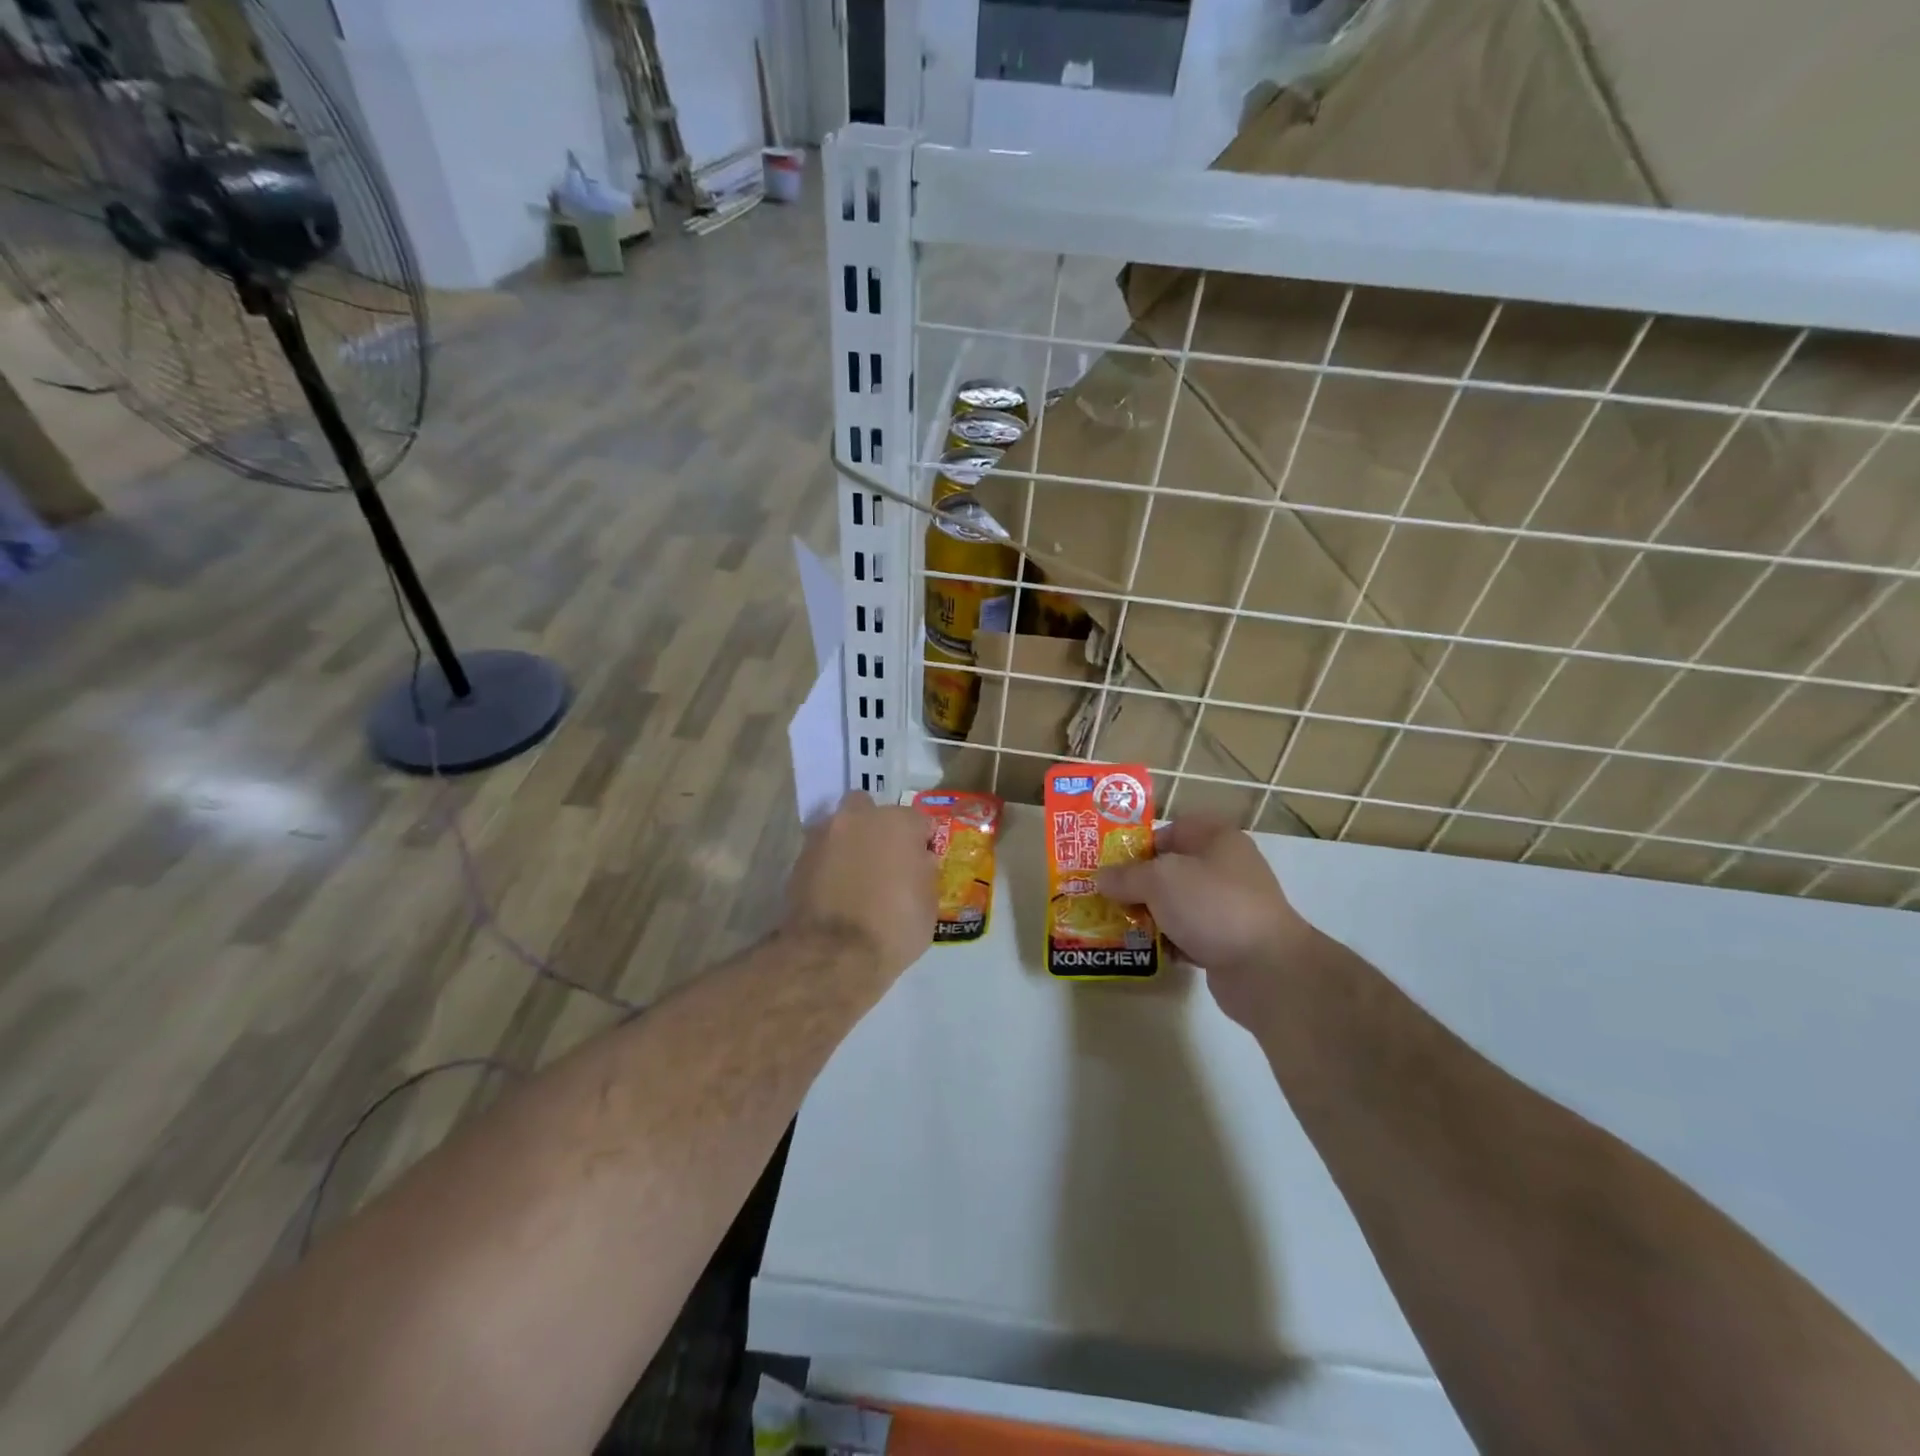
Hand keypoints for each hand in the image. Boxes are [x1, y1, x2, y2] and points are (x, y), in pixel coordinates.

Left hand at [784, 792, 937, 984]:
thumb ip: (923, 872)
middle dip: (877, 827)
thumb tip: (916, 862)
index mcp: (897, 823)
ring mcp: (824, 836)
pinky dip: (829, 864)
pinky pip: (822, 852)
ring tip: (856, 876)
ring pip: (841, 828)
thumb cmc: (894, 928)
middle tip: (884, 859)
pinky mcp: (799, 859)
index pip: (918, 821)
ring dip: (850, 843)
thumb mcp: (928, 904)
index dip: (922, 842)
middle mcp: (859, 818)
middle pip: (871, 810)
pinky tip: (836, 889)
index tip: (922, 863)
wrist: (833, 954)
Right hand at [1095, 817, 1312, 1026]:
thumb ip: (1126, 876)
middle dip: (1137, 884)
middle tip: (1105, 897)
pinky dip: (1167, 941)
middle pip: (1170, 869)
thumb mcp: (1159, 880)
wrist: (1266, 969)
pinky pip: (1187, 934)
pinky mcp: (1227, 941)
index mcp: (1216, 839)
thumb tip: (1101, 878)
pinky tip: (1143, 950)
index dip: (1139, 843)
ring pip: (1177, 904)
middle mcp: (1225, 867)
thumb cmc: (1212, 906)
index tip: (1110, 864)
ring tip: (1116, 925)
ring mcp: (1228, 906)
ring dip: (1149, 915)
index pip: (1170, 830)